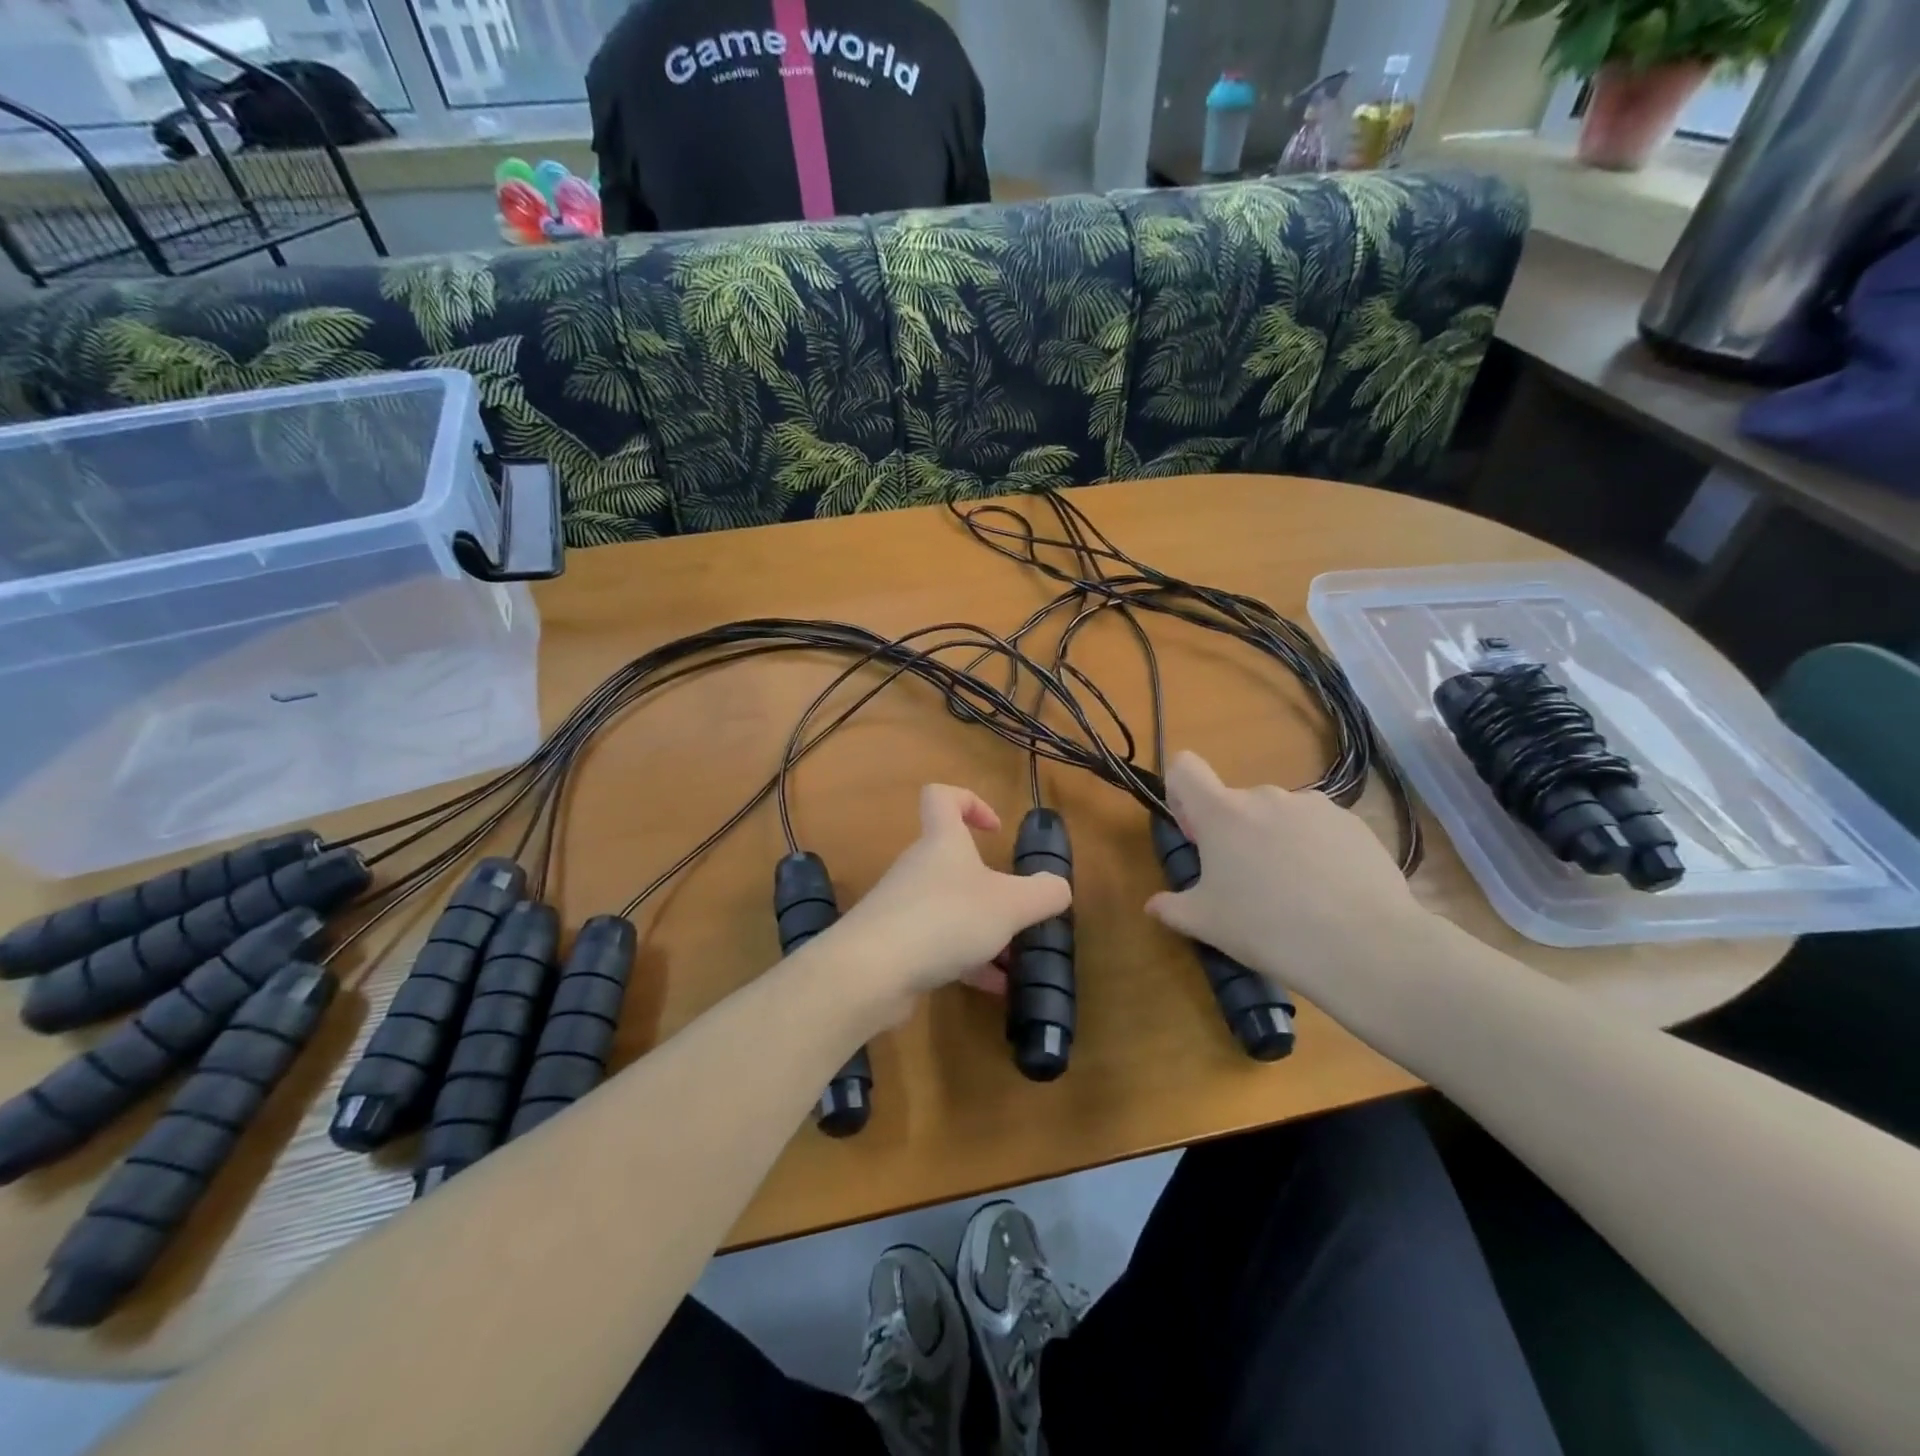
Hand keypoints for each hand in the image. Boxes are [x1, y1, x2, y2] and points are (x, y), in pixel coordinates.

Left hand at [829, 785, 1071, 1022]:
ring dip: (983, 930)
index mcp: (942, 842)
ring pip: (950, 908)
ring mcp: (903, 907)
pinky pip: (938, 944)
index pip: (942, 796)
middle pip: (953, 862)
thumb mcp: (1010, 905)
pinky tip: (993, 988)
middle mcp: (919, 868)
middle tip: (1018, 913)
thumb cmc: (945, 919)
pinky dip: (967, 961)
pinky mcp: (895, 945)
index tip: (995, 831)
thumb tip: (1058, 887)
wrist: (872, 972)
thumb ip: (1043, 894)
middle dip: (991, 888)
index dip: (970, 802)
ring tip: (1015, 962)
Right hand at [1144, 752, 1428, 1010]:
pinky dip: (1316, 851)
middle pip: (1235, 802)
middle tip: (1245, 884)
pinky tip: (1330, 893)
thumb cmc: (1267, 928)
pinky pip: (1320, 829)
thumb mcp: (1206, 924)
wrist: (1365, 945)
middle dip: (1233, 833)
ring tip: (1295, 893)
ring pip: (1279, 816)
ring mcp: (1315, 806)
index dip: (1181, 794)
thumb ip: (1172, 907)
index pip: (1184, 768)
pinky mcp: (1354, 824)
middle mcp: (1266, 796)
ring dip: (1275, 841)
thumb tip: (1153, 904)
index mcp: (1221, 812)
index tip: (1195, 835)